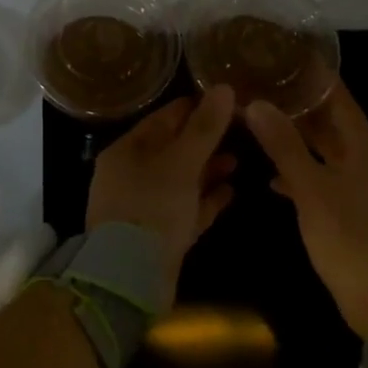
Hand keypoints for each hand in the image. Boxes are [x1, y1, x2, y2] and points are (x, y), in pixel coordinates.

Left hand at [86, 85, 237, 304]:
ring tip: (239, 160)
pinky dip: (207, 200)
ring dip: (209, 170)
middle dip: (205, 140)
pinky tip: (232, 193)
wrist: (130, 280)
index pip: (164, 119)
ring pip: (182, 180)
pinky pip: (187, 209)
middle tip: (240, 129)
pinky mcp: (160, 236)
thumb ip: (204, 127)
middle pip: (173, 149)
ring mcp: (145, 207)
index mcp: (127, 152)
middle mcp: (132, 176)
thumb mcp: (180, 162)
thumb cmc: (152, 208)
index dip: (195, 108)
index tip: (227, 100)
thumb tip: (224, 87)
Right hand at [245, 84, 367, 338]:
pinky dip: (299, 173)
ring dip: (295, 138)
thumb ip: (283, 145)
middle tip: (261, 85)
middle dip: (298, 104)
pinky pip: (321, 179)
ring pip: (323, 150)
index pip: (339, 97)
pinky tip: (271, 178)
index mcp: (363, 147)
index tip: (284, 54)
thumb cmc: (350, 238)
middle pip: (330, 121)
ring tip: (259, 122)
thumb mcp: (311, 189)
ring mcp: (359, 186)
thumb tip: (255, 103)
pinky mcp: (350, 211)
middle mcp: (364, 159)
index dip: (315, 75)